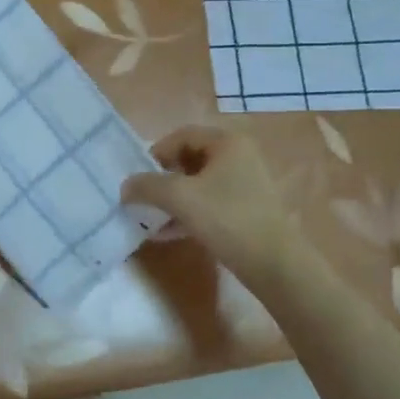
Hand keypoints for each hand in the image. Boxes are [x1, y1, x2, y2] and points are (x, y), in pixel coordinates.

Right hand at [122, 126, 297, 281]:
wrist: (273, 262)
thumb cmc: (227, 218)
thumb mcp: (180, 198)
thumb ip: (148, 187)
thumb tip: (125, 187)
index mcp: (227, 142)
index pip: (181, 135)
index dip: (156, 153)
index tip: (139, 178)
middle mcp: (238, 156)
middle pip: (189, 159)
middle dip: (162, 179)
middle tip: (144, 198)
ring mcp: (245, 183)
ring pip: (198, 184)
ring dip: (172, 199)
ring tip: (150, 219)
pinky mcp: (245, 209)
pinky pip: (209, 203)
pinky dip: (188, 213)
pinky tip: (167, 233)